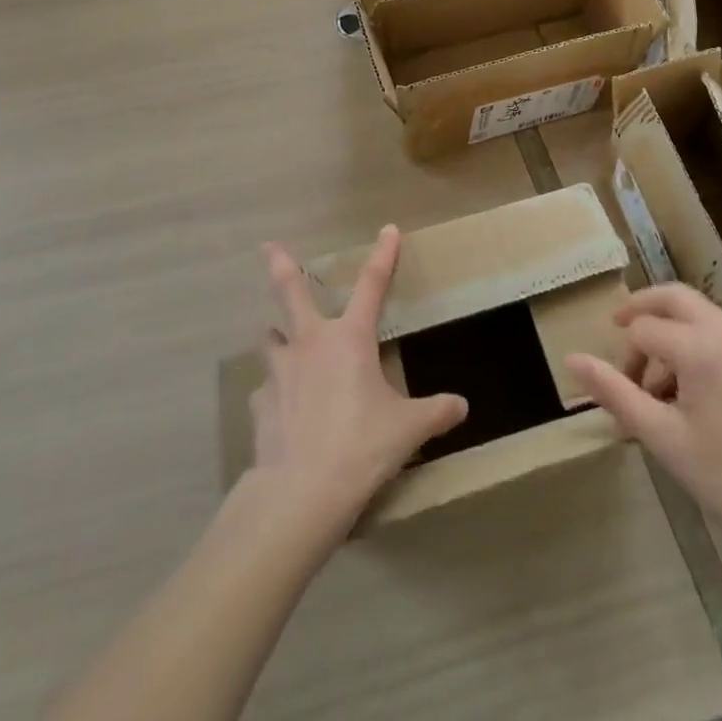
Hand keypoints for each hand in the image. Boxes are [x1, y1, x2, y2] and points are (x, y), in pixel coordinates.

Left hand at [249, 226, 467, 540]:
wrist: (301, 491)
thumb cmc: (361, 446)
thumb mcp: (408, 430)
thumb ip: (435, 413)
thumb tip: (462, 406)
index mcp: (350, 339)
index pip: (372, 286)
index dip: (383, 255)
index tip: (388, 229)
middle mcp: (310, 343)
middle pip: (291, 292)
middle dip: (281, 264)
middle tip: (267, 246)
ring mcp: (279, 372)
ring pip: (272, 340)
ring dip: (277, 336)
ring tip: (280, 341)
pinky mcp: (259, 404)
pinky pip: (266, 390)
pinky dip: (274, 393)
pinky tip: (282, 411)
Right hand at [564, 284, 721, 557]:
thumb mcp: (663, 438)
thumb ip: (615, 392)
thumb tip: (572, 359)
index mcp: (701, 347)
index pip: (644, 329)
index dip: (624, 358)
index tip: (621, 394)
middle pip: (674, 298)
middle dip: (642, 310)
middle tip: (620, 331)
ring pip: (702, 315)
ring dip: (673, 333)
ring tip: (662, 388)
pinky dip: (701, 346)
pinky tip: (699, 394)